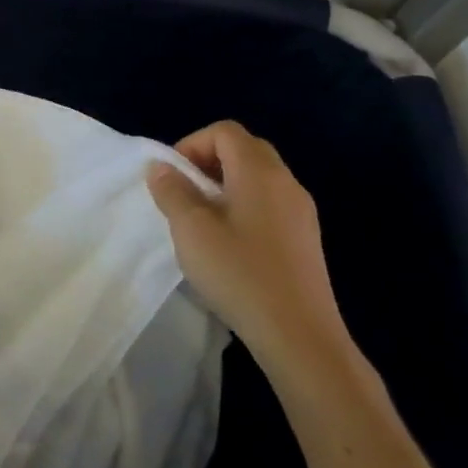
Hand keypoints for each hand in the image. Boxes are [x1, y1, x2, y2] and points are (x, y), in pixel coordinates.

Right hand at [147, 121, 350, 375]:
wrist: (299, 335)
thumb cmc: (239, 273)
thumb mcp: (191, 229)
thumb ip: (172, 191)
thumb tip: (161, 167)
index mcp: (259, 173)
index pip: (225, 132)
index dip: (192, 144)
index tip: (173, 177)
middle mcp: (286, 183)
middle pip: (245, 149)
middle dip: (208, 161)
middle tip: (184, 192)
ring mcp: (301, 212)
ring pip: (258, 177)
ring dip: (225, 185)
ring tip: (202, 220)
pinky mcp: (305, 239)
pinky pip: (269, 202)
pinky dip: (243, 205)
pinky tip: (229, 243)